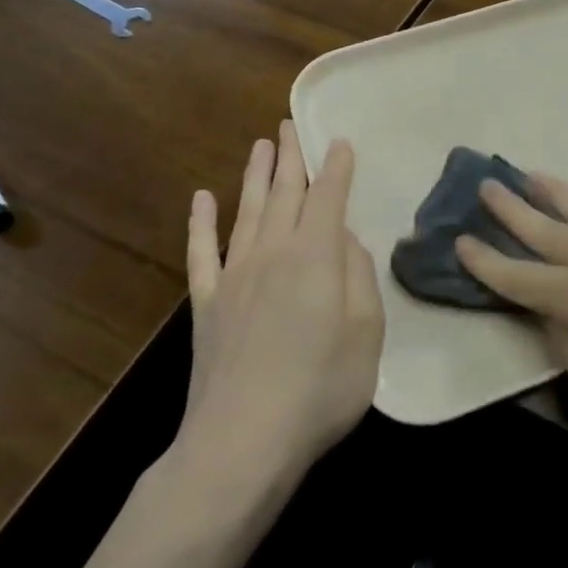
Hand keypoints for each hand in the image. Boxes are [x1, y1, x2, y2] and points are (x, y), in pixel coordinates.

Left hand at [176, 123, 384, 487]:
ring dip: (255, 176)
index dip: (336, 168)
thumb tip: (345, 240)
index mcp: (316, 256)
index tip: (340, 141)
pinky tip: (202, 199)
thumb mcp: (366, 332)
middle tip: (290, 126)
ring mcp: (234, 277)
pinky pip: (202, 253)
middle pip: (285, 194)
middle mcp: (273, 253)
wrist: (242, 441)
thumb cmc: (321, 388)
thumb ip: (359, 277)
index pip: (329, 198)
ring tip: (260, 145)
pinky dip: (201, 223)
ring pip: (248, 211)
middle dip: (291, 158)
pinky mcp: (206, 305)